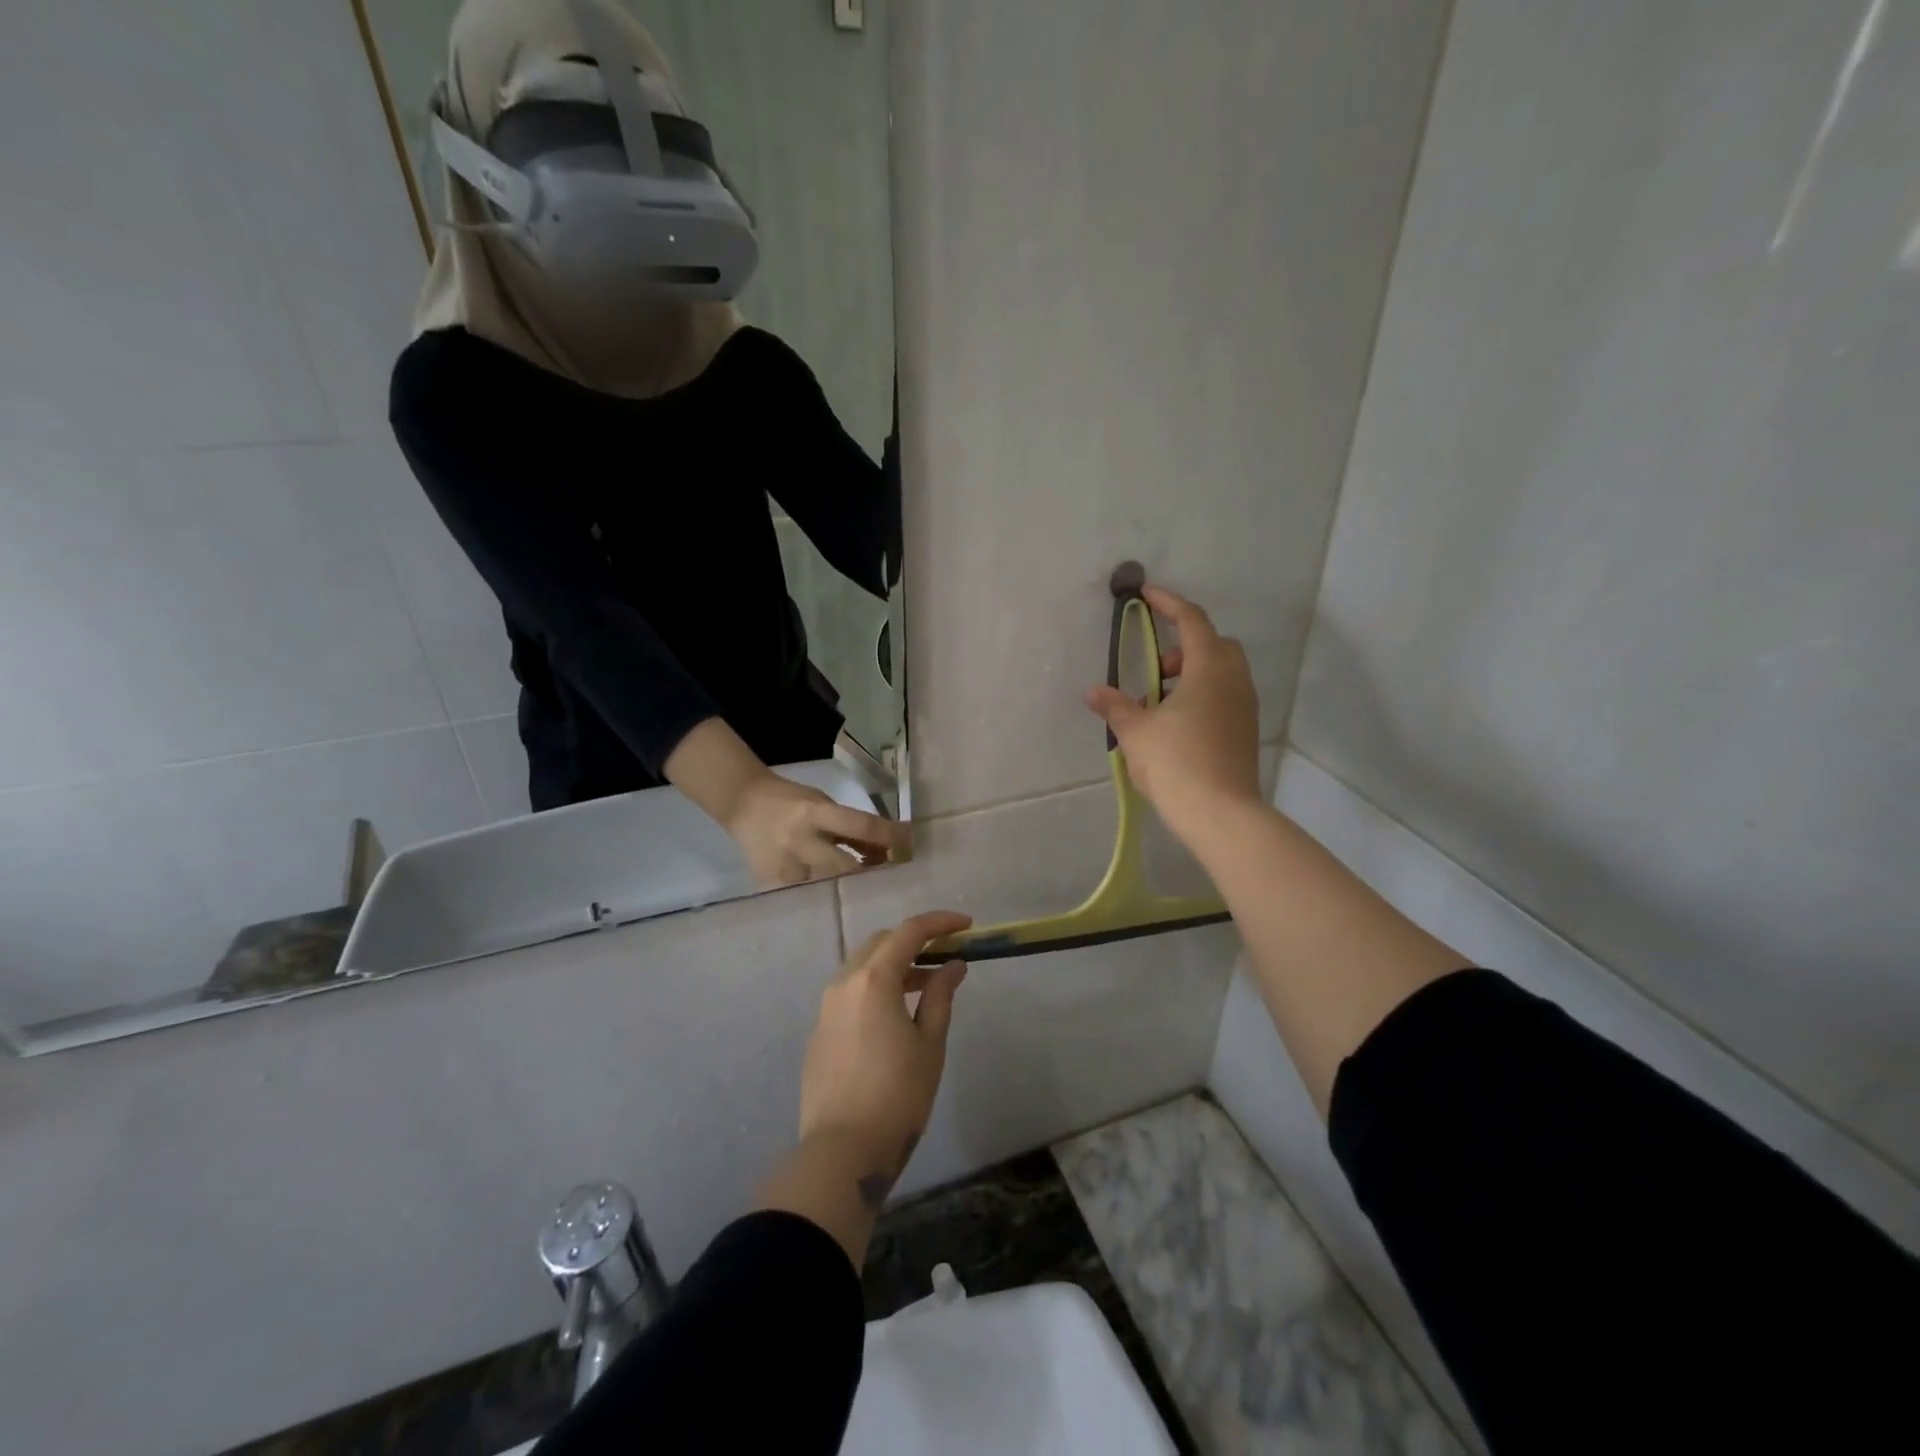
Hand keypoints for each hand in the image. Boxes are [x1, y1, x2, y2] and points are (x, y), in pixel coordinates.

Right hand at [726, 771, 906, 886]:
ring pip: (826, 890)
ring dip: (847, 893)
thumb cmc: (792, 801)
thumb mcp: (824, 805)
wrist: (745, 804)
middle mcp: (800, 841)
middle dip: (869, 876)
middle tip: (890, 883)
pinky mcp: (770, 885)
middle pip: (846, 867)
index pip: (861, 826)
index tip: (910, 846)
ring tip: (864, 896)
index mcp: (816, 814)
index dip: (890, 836)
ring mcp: (784, 867)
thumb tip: (887, 850)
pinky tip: (831, 901)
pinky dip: (820, 899)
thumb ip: (851, 829)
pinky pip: (804, 899)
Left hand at [797, 910, 971, 1199]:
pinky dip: (876, 988)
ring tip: (926, 987)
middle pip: (881, 943)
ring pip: (862, 967)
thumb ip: (940, 996)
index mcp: (873, 979)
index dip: (940, 923)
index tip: (967, 926)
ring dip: (894, 966)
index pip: (909, 932)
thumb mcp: (929, 1043)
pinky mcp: (820, 1031)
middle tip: (946, 956)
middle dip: (915, 941)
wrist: (842, 1150)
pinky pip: (850, 992)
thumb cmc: (897, 1095)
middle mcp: (844, 983)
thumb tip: (953, 965)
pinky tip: (895, 1015)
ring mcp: (826, 1007)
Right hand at [1084, 584, 1262, 839]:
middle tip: (1157, 669)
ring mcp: (1245, 707)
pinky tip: (1176, 726)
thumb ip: (1116, 706)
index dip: (1168, 603)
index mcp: (1208, 669)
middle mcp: (1234, 680)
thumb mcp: (1136, 732)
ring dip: (1193, 674)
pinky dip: (1202, 696)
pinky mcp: (1246, 731)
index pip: (1191, 621)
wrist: (1220, 813)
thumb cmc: (1176, 762)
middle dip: (1185, 646)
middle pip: (1214, 644)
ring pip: (1221, 673)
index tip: (1146, 594)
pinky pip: (1225, 697)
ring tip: (1159, 703)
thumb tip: (1094, 691)